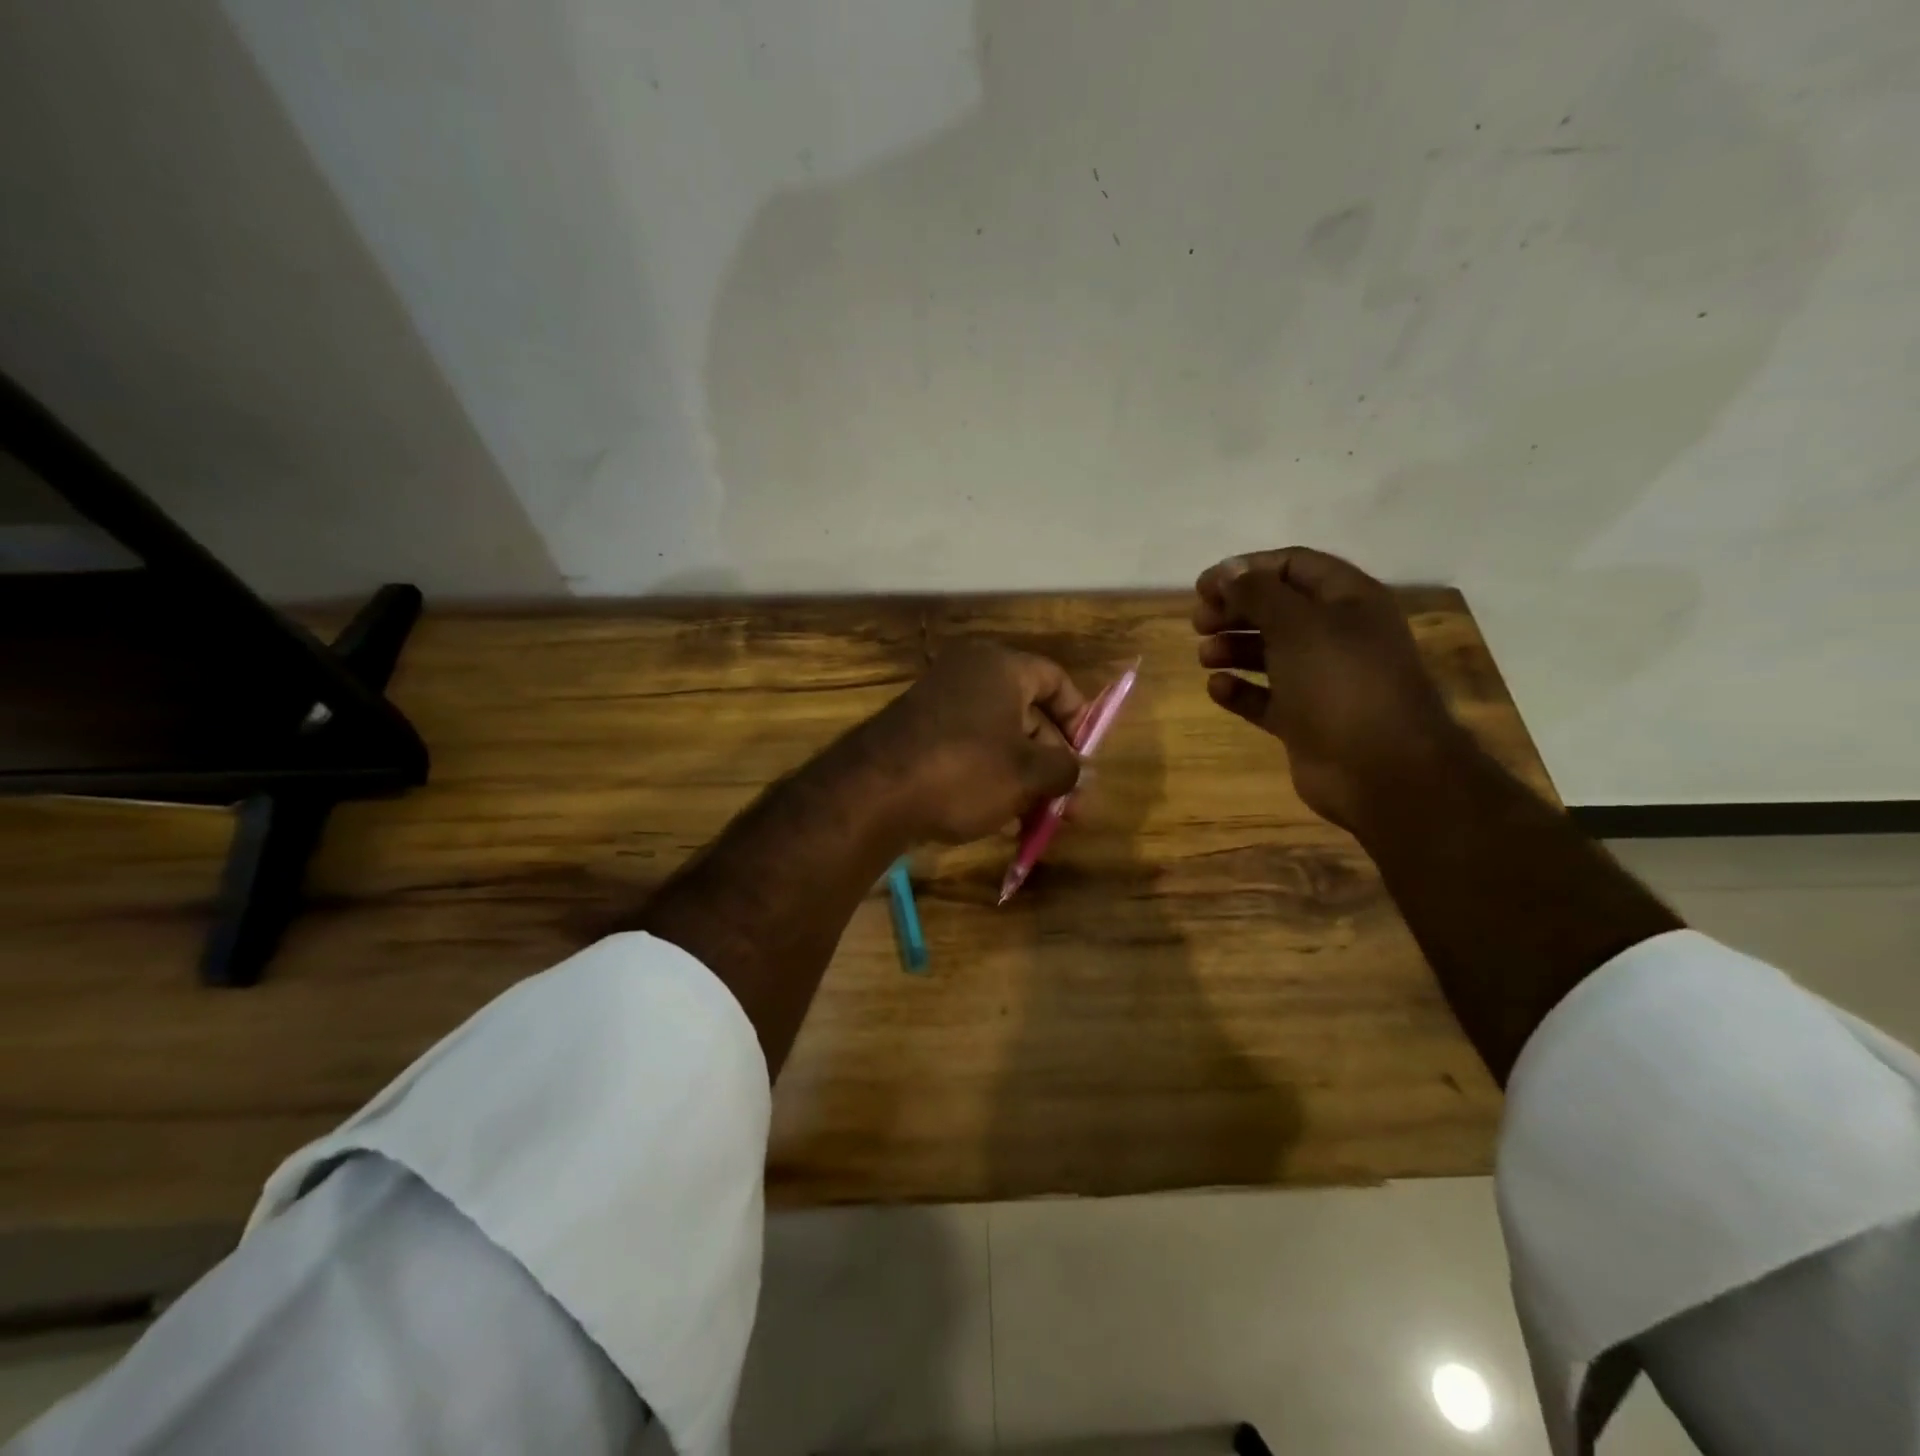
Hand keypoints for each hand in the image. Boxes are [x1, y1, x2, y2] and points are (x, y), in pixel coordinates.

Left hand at [861, 641, 1085, 843]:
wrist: (873, 793)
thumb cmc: (964, 771)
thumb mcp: (1026, 774)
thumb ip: (1066, 770)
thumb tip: (1085, 773)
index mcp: (1000, 667)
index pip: (1054, 680)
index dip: (1078, 717)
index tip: (1086, 757)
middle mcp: (968, 675)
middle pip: (1027, 714)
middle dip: (1052, 763)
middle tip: (1070, 807)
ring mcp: (938, 704)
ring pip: (998, 740)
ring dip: (1024, 778)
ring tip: (1039, 823)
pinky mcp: (917, 735)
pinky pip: (967, 751)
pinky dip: (989, 778)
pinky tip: (1001, 819)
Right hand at [1193, 547, 1465, 831]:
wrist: (1381, 769)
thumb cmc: (1340, 683)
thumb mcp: (1297, 624)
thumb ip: (1257, 593)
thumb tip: (1227, 571)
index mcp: (1348, 601)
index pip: (1294, 566)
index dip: (1247, 569)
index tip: (1203, 586)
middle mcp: (1337, 635)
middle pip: (1278, 609)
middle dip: (1236, 610)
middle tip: (1199, 622)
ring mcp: (1322, 680)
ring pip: (1270, 653)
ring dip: (1234, 648)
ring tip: (1205, 655)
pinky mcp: (1306, 720)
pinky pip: (1266, 698)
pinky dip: (1241, 691)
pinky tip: (1217, 688)